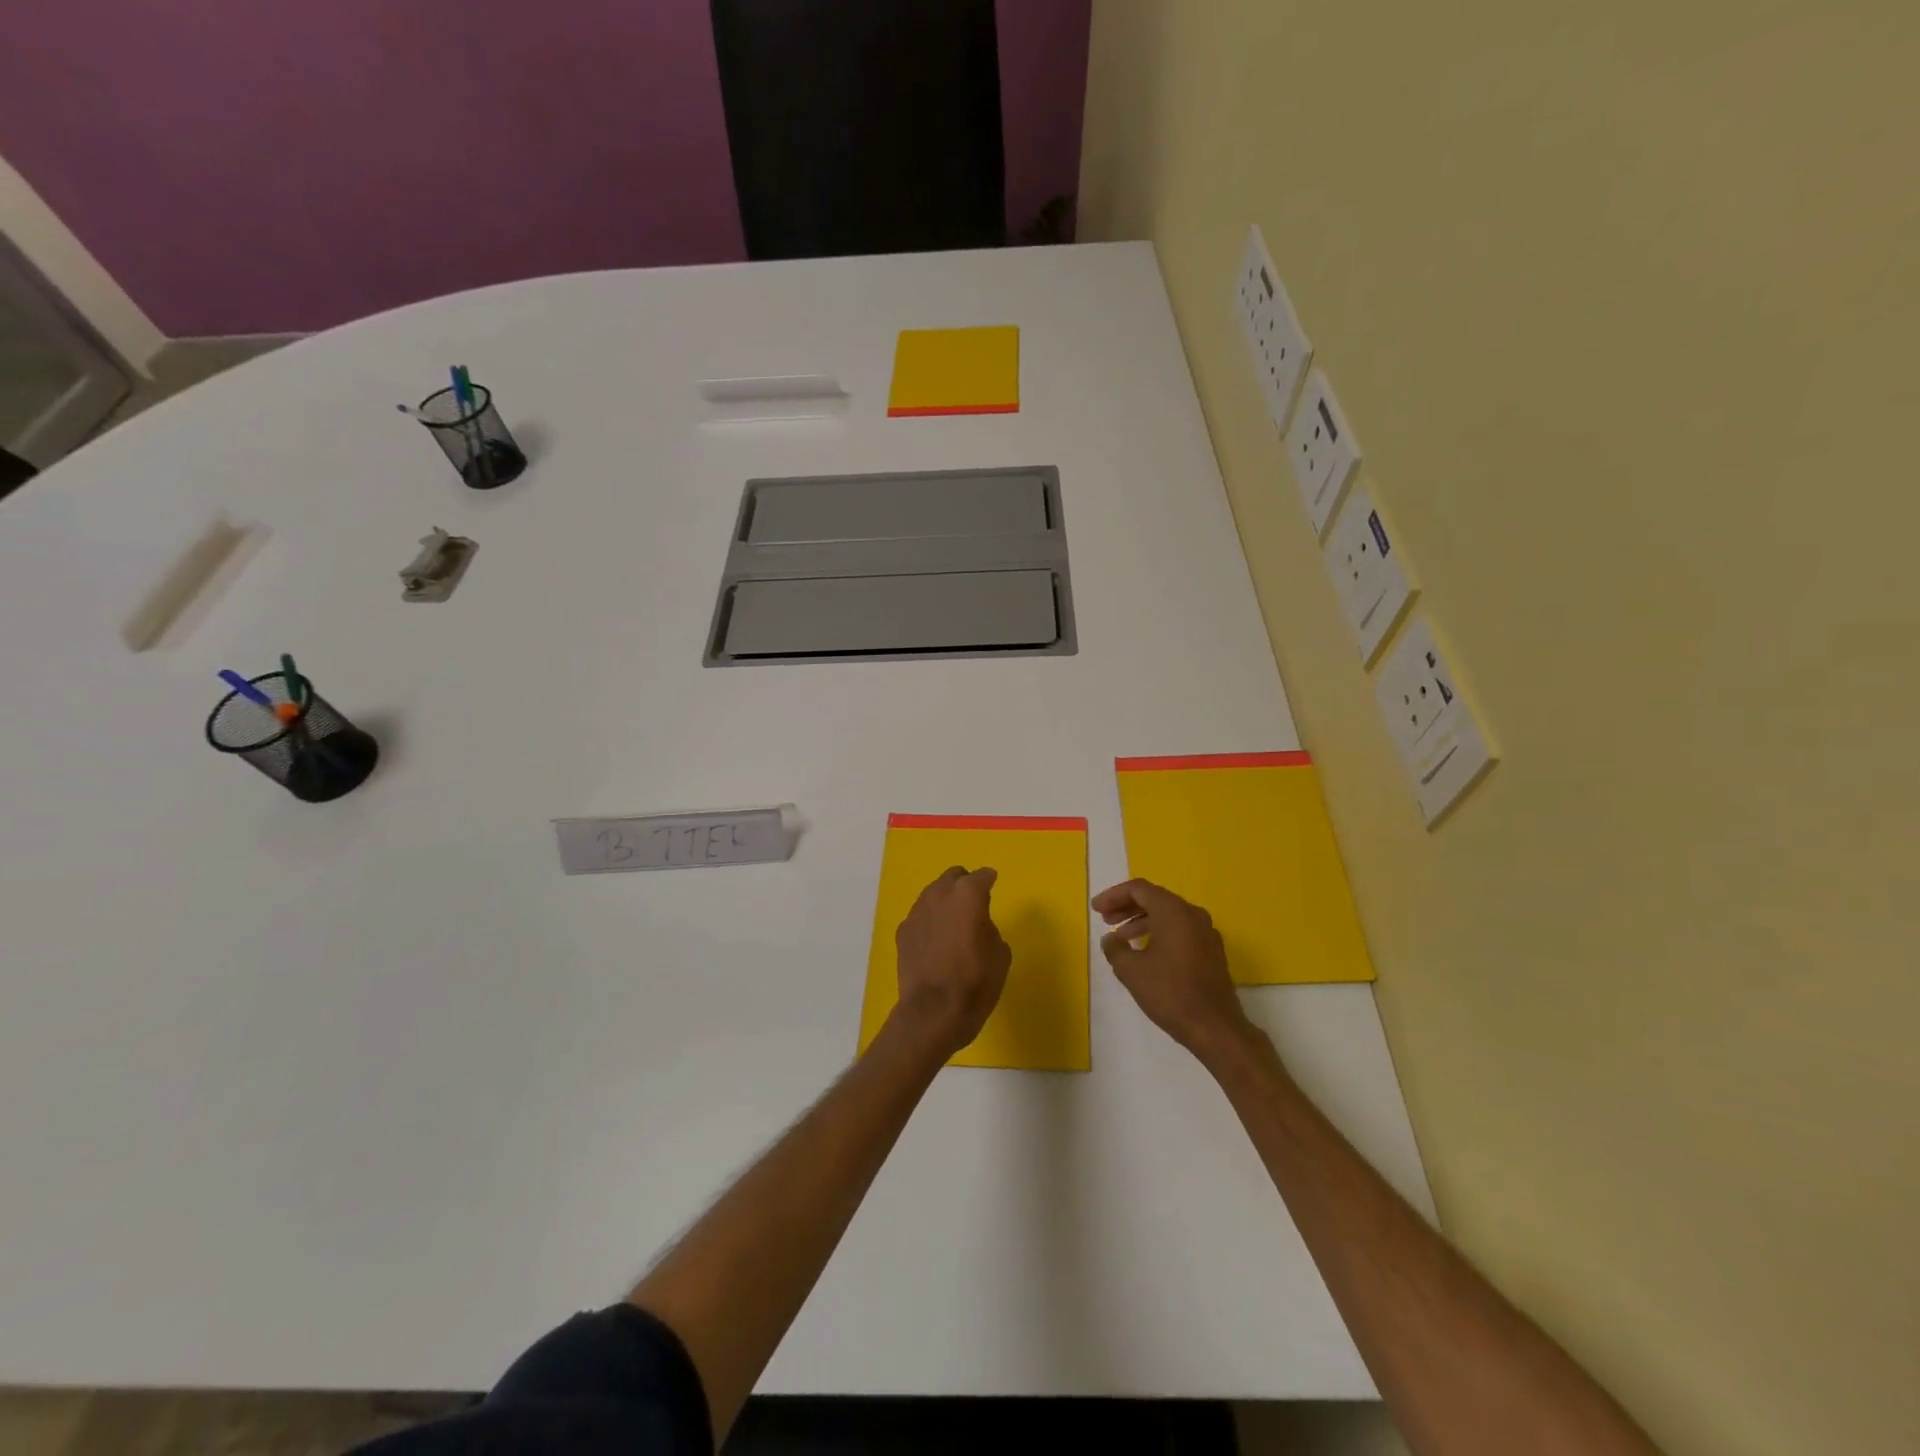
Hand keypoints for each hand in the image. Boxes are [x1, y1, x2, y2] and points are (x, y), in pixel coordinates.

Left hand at [891, 867, 1011, 1057]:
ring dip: (945, 901)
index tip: (992, 885)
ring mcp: (917, 911)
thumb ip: (989, 928)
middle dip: (964, 885)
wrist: (933, 1013)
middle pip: (953, 877)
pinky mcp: (902, 931)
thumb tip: (978, 925)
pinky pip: (921, 916)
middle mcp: (939, 894)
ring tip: (953, 923)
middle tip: (974, 904)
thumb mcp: (1000, 955)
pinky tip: (935, 941)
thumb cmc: (975, 983)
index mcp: (968, 895)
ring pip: (933, 893)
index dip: (989, 881)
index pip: (982, 876)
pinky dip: (930, 921)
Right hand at [1092, 878, 1250, 1061]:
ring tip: (1120, 938)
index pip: (1139, 889)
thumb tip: (1110, 939)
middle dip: (1126, 907)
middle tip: (1105, 919)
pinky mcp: (1211, 951)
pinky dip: (1159, 933)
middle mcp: (1193, 914)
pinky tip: (1145, 952)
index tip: (1096, 909)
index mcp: (1174, 912)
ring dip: (1141, 921)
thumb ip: (1115, 949)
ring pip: (1168, 915)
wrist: (1215, 1028)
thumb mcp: (1131, 971)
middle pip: (1154, 899)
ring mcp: (1206, 932)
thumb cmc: (1170, 993)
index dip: (1113, 895)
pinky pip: (1180, 930)